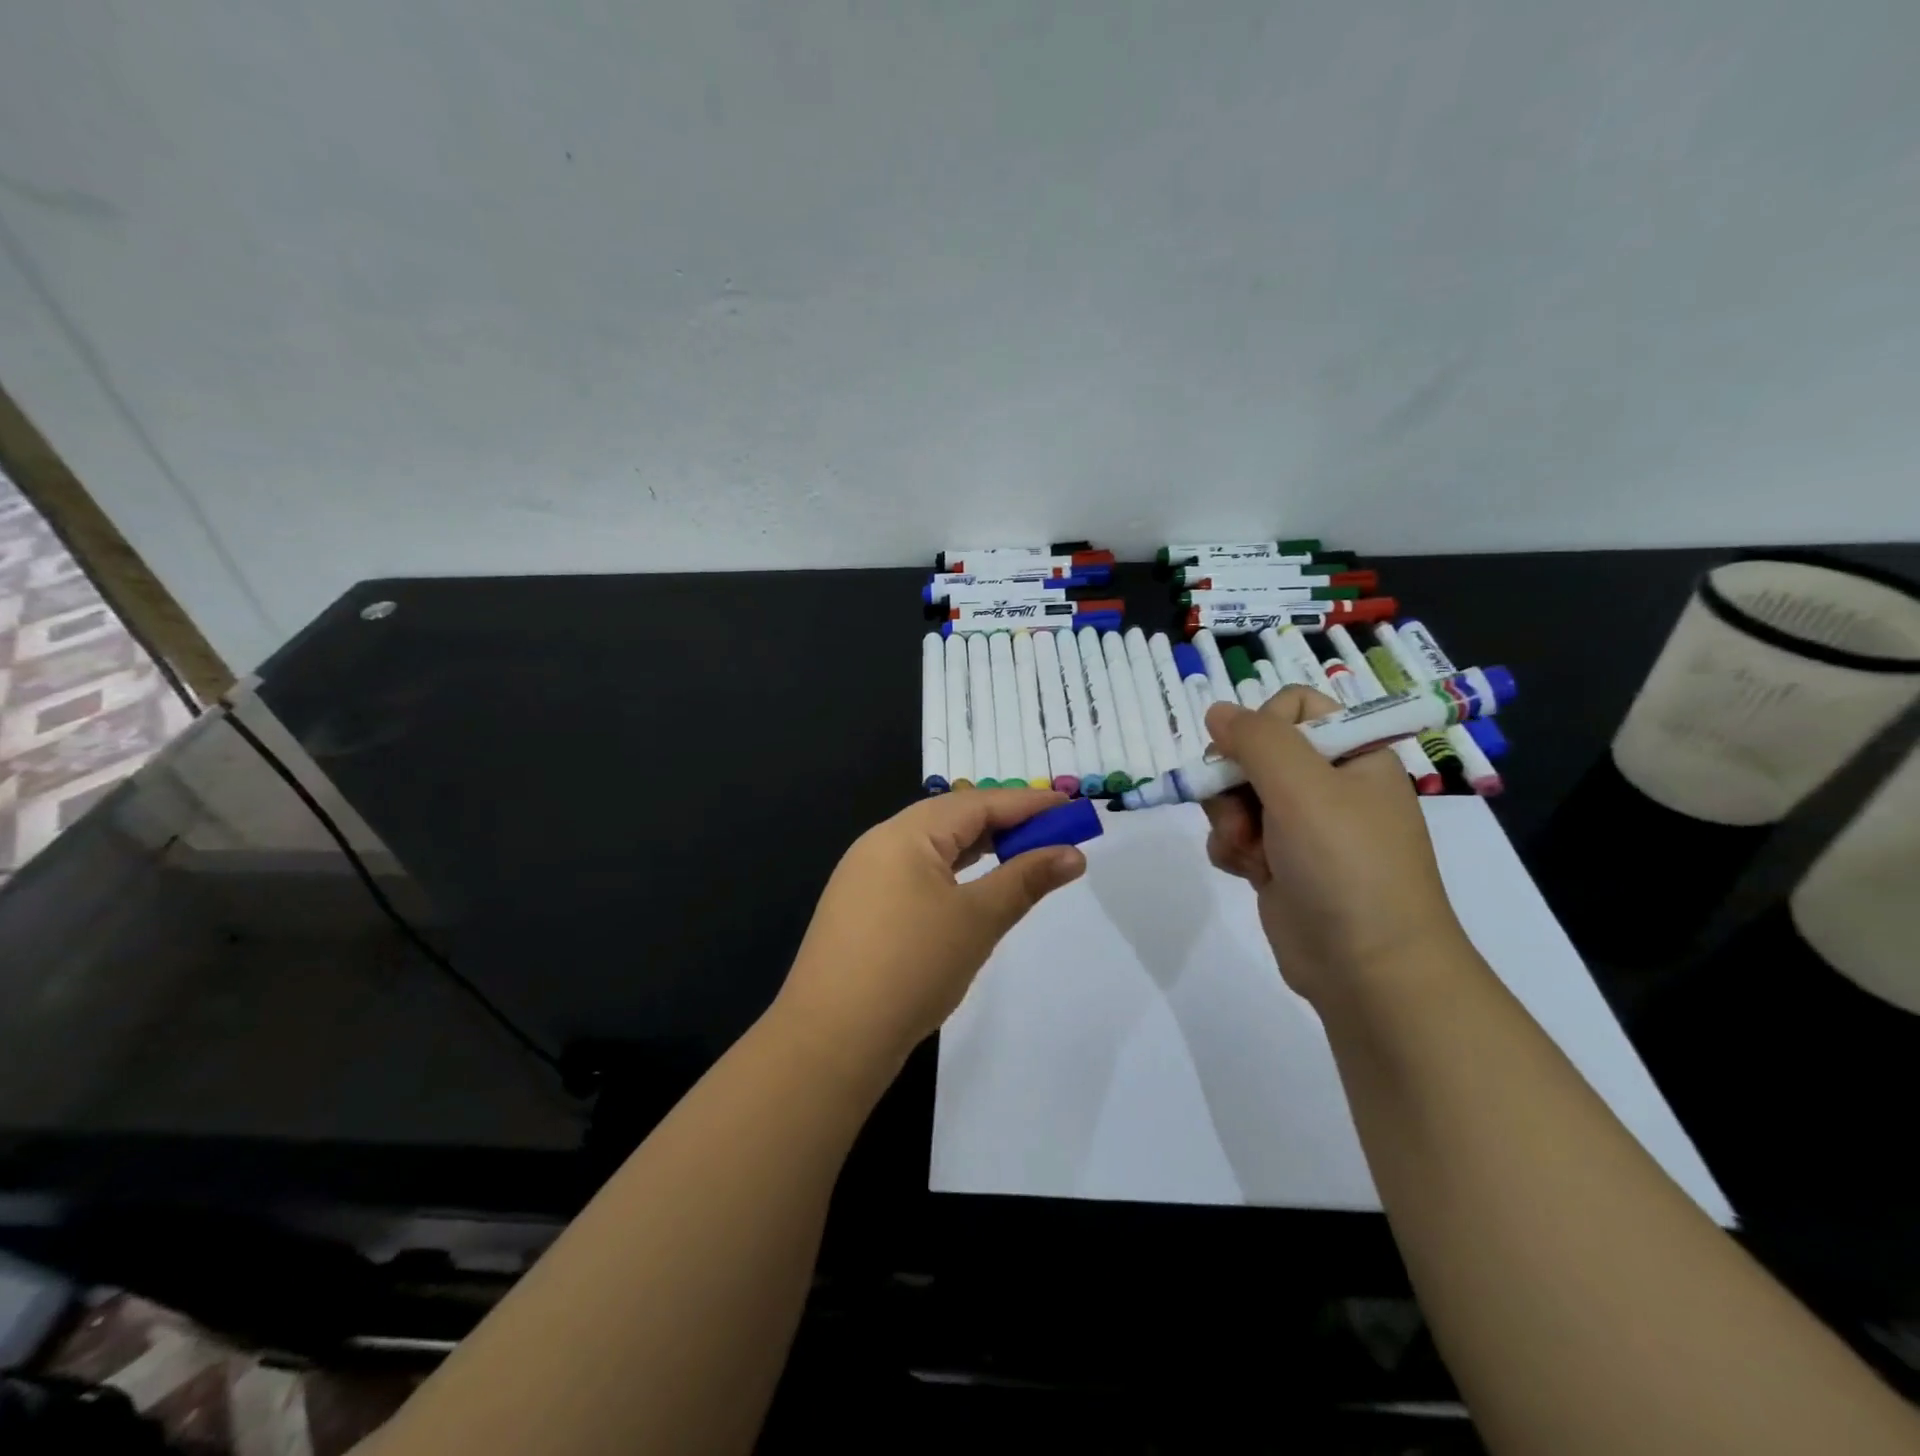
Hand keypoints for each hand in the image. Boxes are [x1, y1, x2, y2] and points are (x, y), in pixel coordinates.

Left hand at [772, 788, 1085, 1083]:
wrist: (831, 1038)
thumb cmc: (912, 967)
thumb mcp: (977, 919)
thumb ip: (1026, 880)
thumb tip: (1072, 854)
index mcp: (905, 833)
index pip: (977, 803)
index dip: (1028, 804)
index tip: (1071, 807)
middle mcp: (880, 843)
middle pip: (952, 818)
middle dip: (1004, 824)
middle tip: (1052, 834)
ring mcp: (864, 876)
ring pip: (932, 847)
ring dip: (978, 849)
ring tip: (1020, 857)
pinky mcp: (860, 908)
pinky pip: (915, 873)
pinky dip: (951, 873)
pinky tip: (970, 890)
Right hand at [1201, 688, 1466, 1004]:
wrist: (1367, 968)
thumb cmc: (1346, 864)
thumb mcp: (1304, 787)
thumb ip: (1256, 738)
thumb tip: (1216, 710)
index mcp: (1353, 755)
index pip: (1295, 705)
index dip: (1265, 724)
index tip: (1257, 757)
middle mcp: (1328, 785)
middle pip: (1254, 751)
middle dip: (1235, 781)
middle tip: (1243, 811)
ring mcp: (1302, 826)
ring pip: (1236, 794)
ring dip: (1229, 819)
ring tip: (1247, 850)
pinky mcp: (1279, 862)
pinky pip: (1236, 834)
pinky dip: (1232, 848)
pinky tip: (1246, 871)